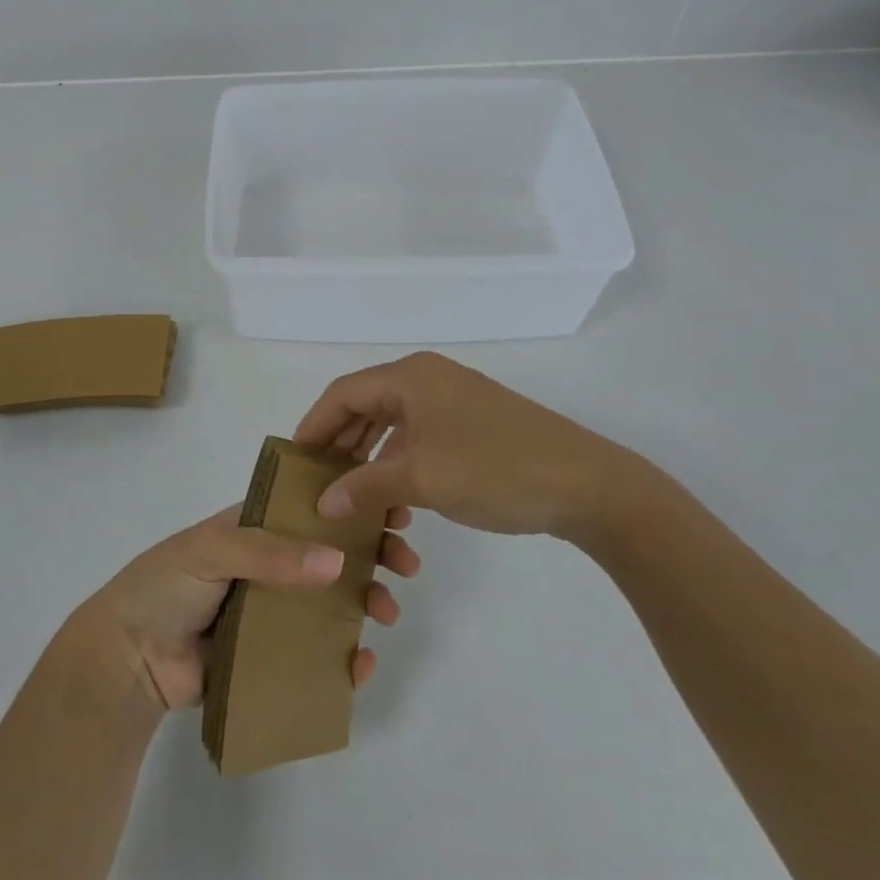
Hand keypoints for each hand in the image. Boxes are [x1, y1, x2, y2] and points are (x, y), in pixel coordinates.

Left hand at [62, 503, 421, 713]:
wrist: (127, 657)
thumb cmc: (166, 584)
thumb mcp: (212, 549)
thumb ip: (269, 553)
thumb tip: (337, 563)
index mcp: (256, 528)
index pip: (313, 509)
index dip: (353, 507)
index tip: (394, 510)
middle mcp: (271, 565)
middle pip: (333, 554)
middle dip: (374, 554)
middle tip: (406, 563)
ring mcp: (274, 611)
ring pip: (333, 603)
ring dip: (368, 602)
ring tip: (388, 612)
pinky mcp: (272, 657)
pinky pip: (317, 656)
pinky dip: (345, 660)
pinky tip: (362, 663)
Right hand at [293, 352, 675, 542]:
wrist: (587, 486)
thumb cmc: (495, 470)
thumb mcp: (421, 479)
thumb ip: (364, 486)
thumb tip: (322, 502)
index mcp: (411, 376)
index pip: (343, 393)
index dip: (314, 425)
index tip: (292, 460)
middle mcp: (429, 380)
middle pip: (366, 405)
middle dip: (339, 442)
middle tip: (315, 480)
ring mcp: (455, 402)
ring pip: (393, 425)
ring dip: (368, 457)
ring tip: (348, 493)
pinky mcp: (474, 426)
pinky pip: (419, 439)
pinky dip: (399, 464)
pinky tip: (394, 498)